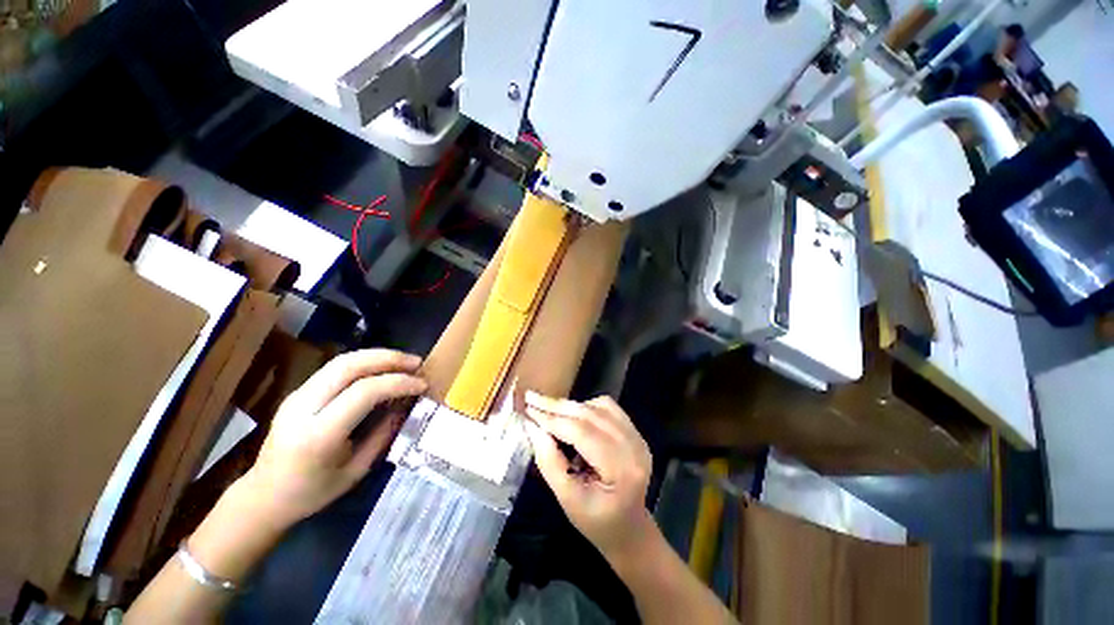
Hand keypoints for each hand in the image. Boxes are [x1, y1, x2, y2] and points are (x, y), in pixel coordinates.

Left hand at [240, 349, 426, 528]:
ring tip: (404, 361)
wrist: (263, 496)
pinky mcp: (298, 392)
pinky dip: (364, 362)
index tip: (422, 384)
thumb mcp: (357, 470)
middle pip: (349, 366)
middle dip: (388, 359)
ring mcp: (297, 396)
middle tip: (416, 363)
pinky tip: (382, 368)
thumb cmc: (312, 492)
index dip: (398, 383)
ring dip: (377, 356)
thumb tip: (407, 404)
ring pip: (341, 361)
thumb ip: (383, 434)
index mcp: (318, 435)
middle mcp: (303, 408)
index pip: (363, 393)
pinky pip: (336, 368)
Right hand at [523, 393, 653, 563]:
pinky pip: (608, 407)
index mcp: (622, 470)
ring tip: (547, 410)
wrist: (629, 529)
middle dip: (557, 406)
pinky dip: (586, 407)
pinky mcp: (635, 431)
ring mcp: (638, 436)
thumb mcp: (568, 500)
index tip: (528, 410)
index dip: (552, 419)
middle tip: (531, 399)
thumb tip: (532, 427)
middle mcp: (635, 447)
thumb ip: (550, 463)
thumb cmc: (597, 523)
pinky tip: (571, 416)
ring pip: (599, 406)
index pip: (582, 433)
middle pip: (591, 414)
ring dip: (571, 406)